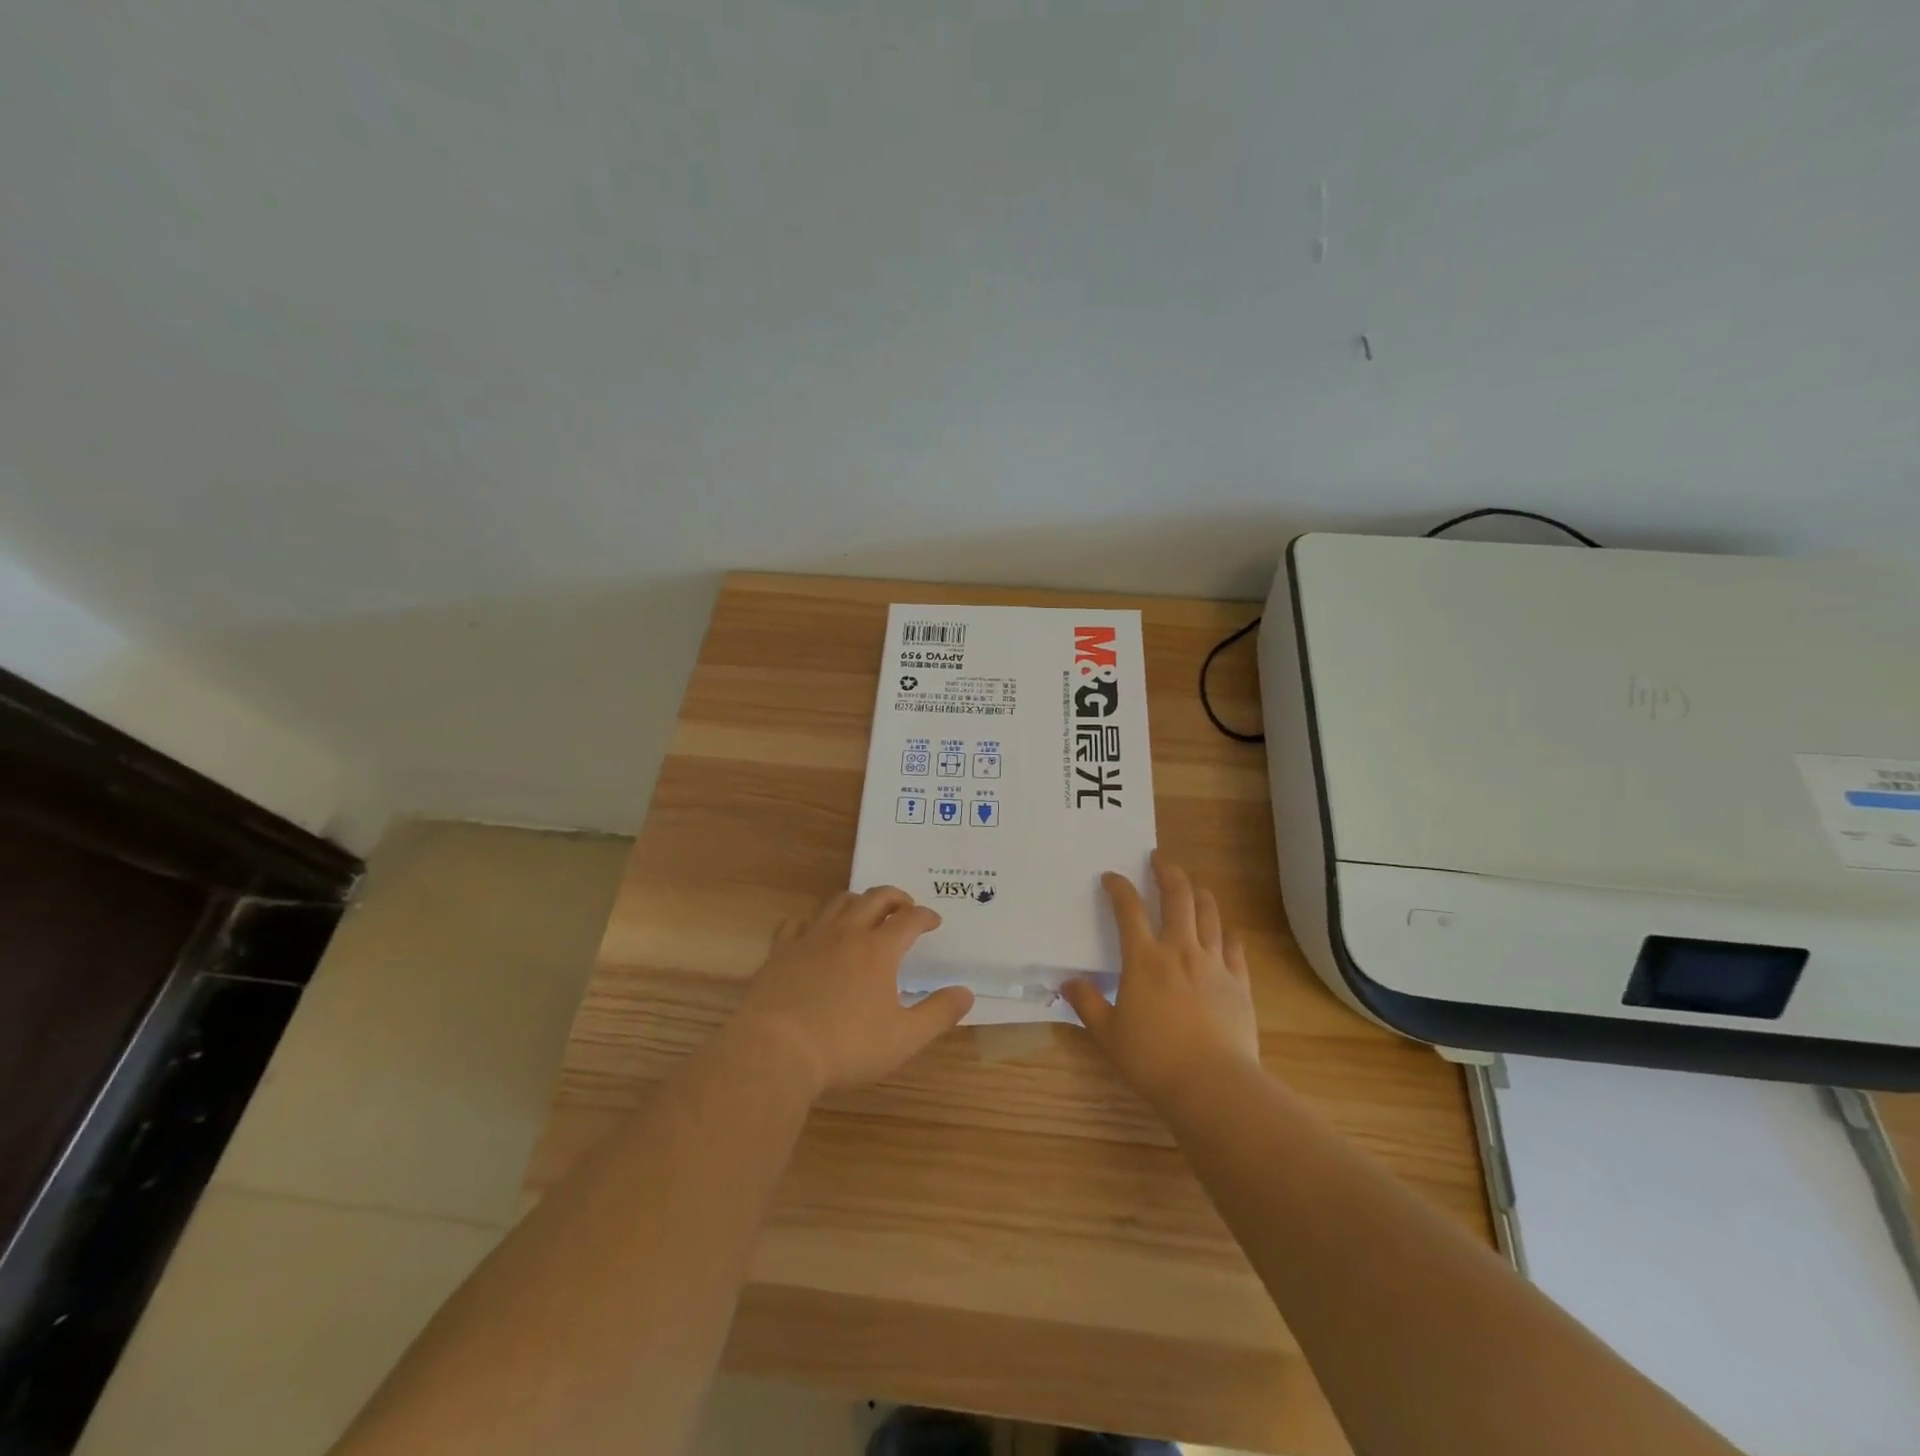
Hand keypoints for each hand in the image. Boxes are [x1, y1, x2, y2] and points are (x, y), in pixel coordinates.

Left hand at [734, 886, 972, 1094]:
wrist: (775, 1051)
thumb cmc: (845, 1047)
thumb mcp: (903, 1038)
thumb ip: (938, 1013)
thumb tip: (966, 993)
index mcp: (879, 950)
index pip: (910, 919)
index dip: (925, 916)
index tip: (934, 921)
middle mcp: (847, 933)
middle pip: (875, 898)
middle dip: (895, 897)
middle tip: (905, 906)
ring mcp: (810, 938)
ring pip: (838, 902)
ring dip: (857, 901)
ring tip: (865, 912)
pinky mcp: (780, 951)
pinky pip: (798, 923)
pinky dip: (813, 922)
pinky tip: (814, 934)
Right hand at [1063, 852, 1260, 1106]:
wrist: (1212, 1084)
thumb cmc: (1153, 1058)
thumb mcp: (1108, 1034)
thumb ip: (1087, 1004)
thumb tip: (1067, 984)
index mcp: (1144, 959)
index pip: (1129, 910)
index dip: (1119, 888)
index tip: (1111, 877)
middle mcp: (1179, 950)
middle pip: (1177, 896)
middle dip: (1167, 872)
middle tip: (1159, 860)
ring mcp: (1213, 964)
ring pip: (1209, 914)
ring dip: (1199, 894)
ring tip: (1193, 886)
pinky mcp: (1239, 982)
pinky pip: (1235, 947)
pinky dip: (1227, 933)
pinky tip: (1225, 932)